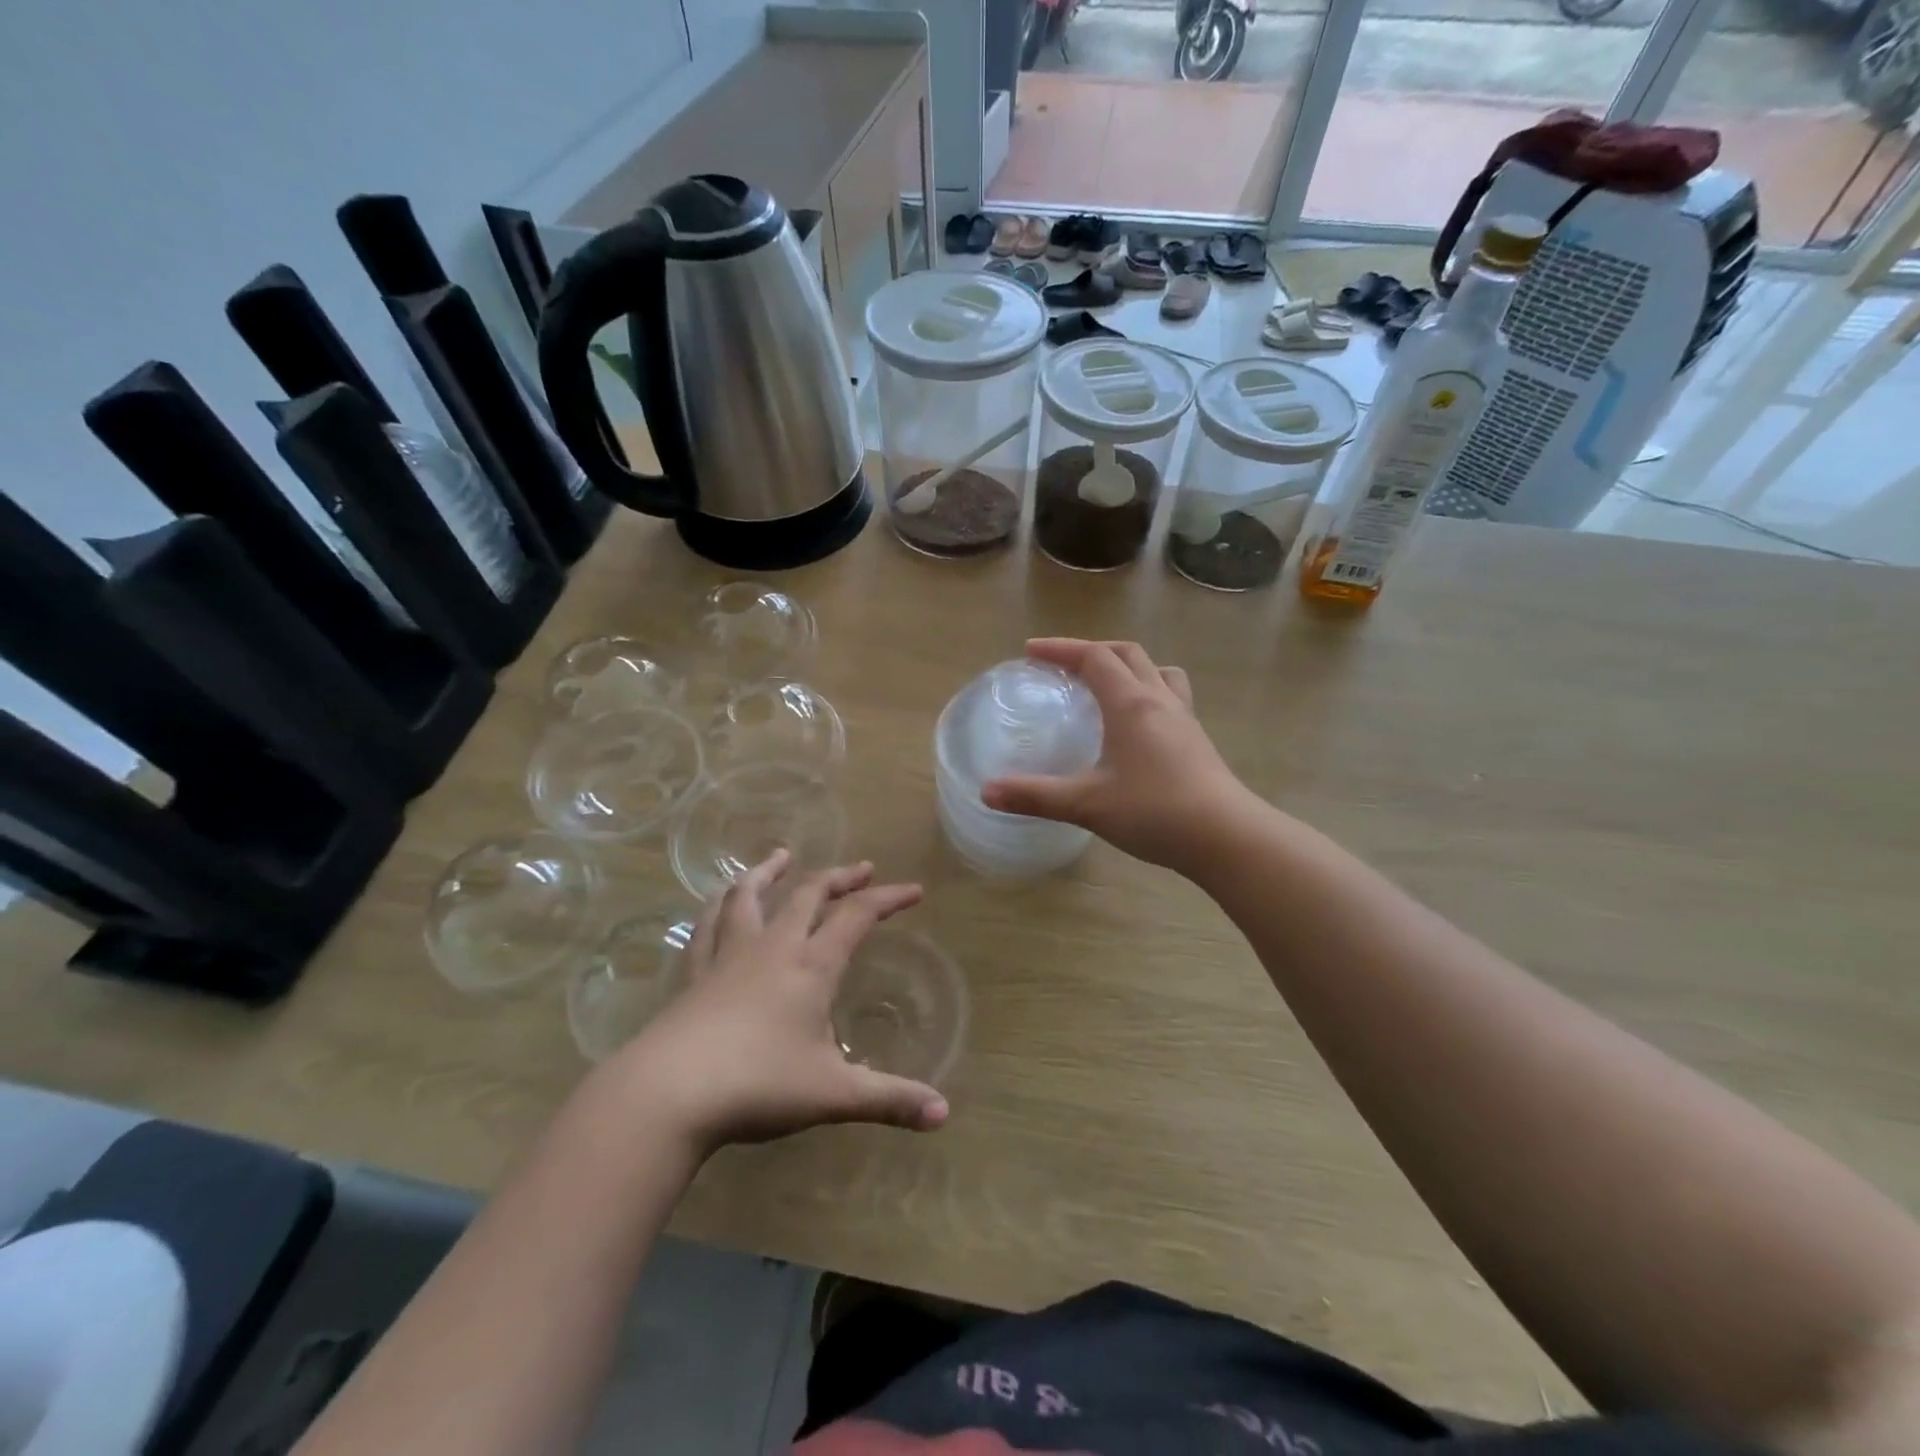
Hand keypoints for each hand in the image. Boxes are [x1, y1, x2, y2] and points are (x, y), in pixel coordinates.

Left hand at [613, 852, 949, 1153]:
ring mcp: (728, 956)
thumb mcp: (833, 1095)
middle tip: (862, 868)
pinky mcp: (693, 974)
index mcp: (811, 966)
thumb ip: (890, 1100)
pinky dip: (720, 906)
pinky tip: (721, 904)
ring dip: (769, 872)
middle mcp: (772, 948)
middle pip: (808, 894)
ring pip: (749, 896)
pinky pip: (708, 926)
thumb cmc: (758, 1086)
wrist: (668, 1094)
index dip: (888, 898)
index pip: (858, 916)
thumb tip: (945, 1114)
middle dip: (840, 877)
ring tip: (781, 856)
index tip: (913, 890)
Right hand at [981, 638, 1253, 874]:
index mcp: (1130, 703)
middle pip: (1127, 653)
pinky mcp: (1197, 739)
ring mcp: (1184, 718)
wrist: (1225, 836)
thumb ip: (1035, 795)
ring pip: (1157, 671)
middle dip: (1092, 651)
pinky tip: (1137, 725)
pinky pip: (1171, 696)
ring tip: (1106, 685)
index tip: (1031, 652)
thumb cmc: (1154, 811)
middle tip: (1064, 666)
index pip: (1094, 656)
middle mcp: (1159, 700)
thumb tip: (986, 792)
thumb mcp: (1086, 804)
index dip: (1061, 649)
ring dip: (1128, 666)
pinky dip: (1147, 692)